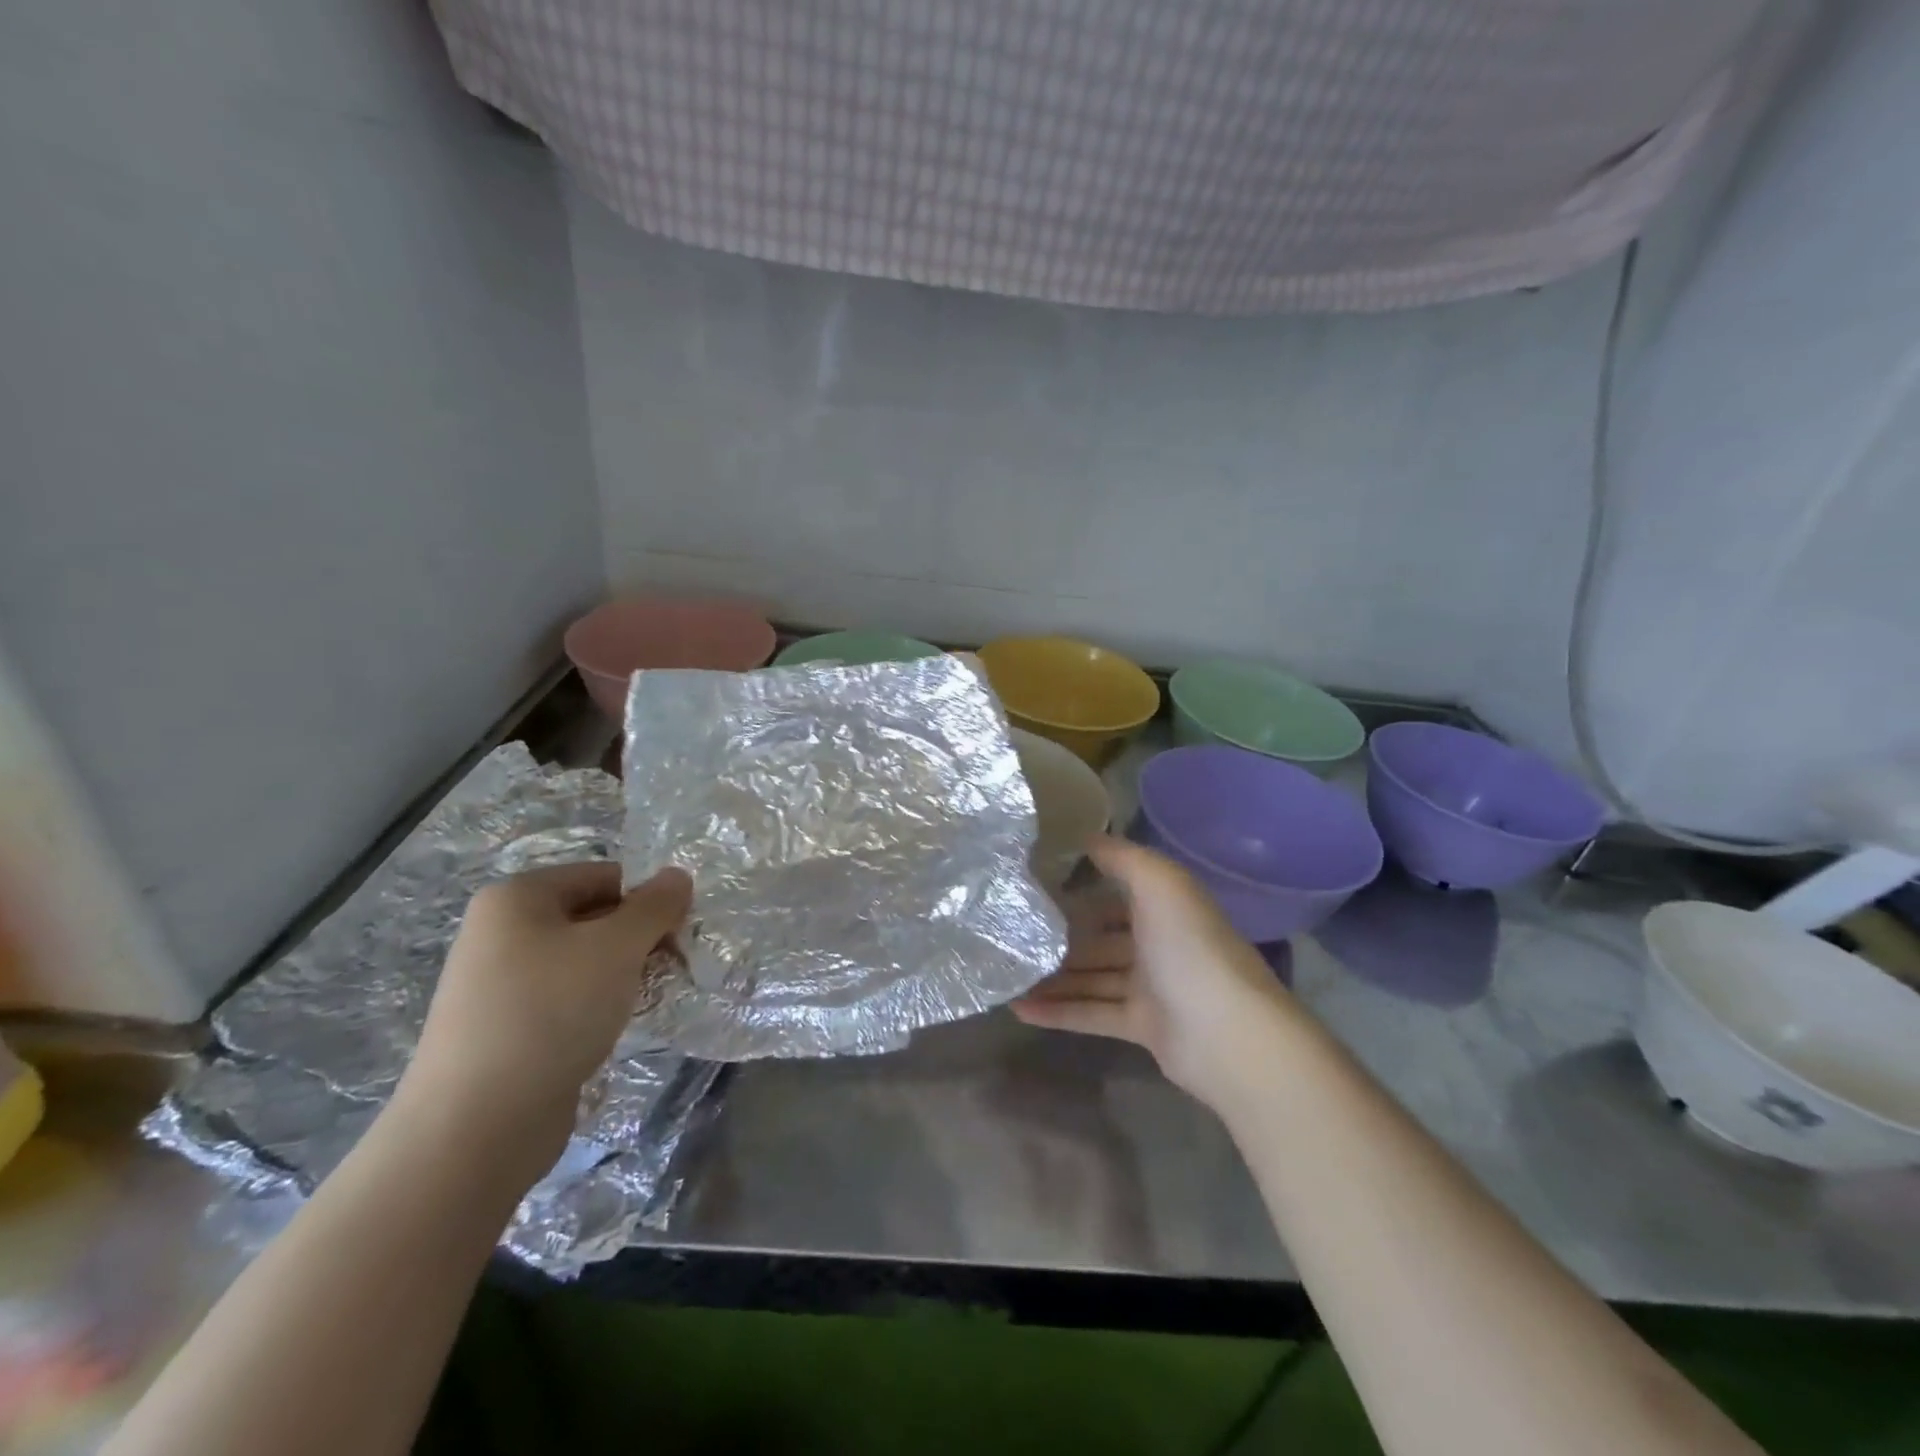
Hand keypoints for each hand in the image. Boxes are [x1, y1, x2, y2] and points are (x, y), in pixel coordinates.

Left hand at [399, 861, 691, 1171]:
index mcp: (517, 897)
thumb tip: (679, 876)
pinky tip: (615, 1026)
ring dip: (623, 972)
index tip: (681, 932)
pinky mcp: (504, 1027)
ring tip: (648, 997)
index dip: (649, 898)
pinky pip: (565, 997)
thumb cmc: (551, 1013)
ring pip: (582, 959)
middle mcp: (501, 931)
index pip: (604, 876)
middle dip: (639, 937)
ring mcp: (498, 982)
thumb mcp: (617, 947)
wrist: (476, 1126)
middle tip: (675, 965)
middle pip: (593, 915)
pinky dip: (597, 1003)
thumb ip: (655, 906)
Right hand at [1012, 836, 1299, 1109]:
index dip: (1080, 883)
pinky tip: (1018, 1008)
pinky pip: (1092, 1014)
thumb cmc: (1190, 947)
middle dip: (1060, 933)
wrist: (1228, 1034)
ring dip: (1052, 975)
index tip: (1034, 879)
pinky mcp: (1142, 1026)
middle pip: (1099, 935)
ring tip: (1005, 971)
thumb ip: (1121, 856)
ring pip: (1091, 976)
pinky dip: (1058, 1012)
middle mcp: (1158, 942)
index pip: (1116, 888)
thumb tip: (1084, 836)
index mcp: (1165, 905)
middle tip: (1010, 930)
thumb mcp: (1159, 883)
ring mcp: (1151, 987)